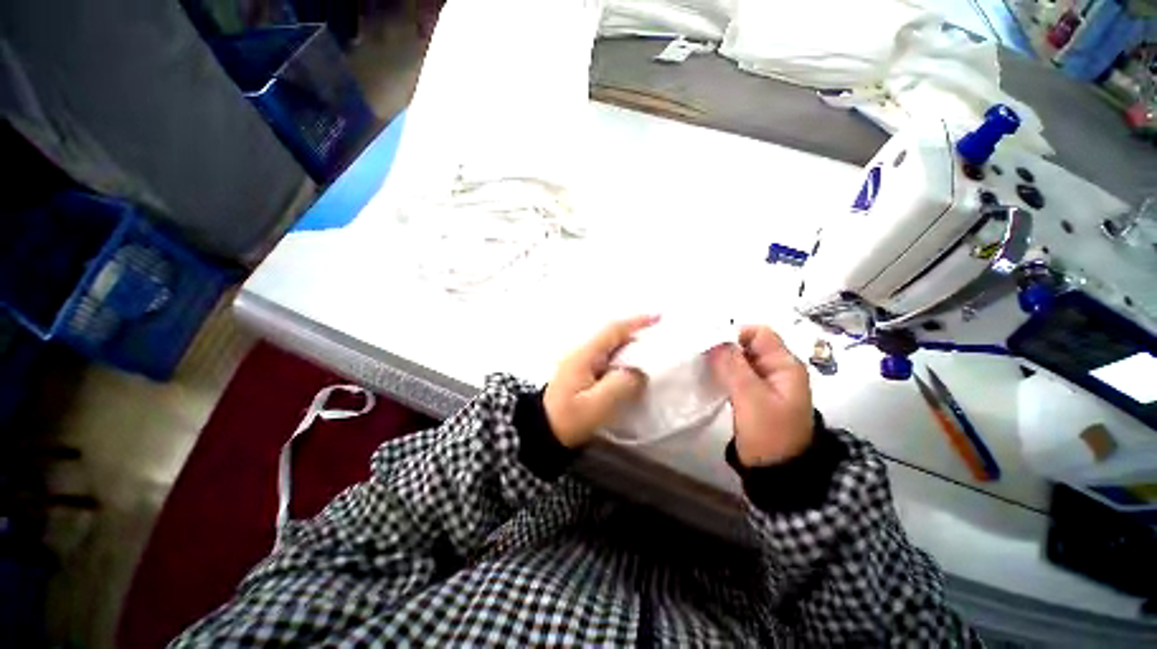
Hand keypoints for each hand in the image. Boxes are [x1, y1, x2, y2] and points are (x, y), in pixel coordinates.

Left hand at [544, 316, 657, 447]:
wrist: (541, 431)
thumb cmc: (567, 419)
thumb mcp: (596, 406)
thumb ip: (620, 386)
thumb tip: (639, 373)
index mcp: (585, 356)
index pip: (613, 331)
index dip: (636, 323)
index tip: (658, 318)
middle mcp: (583, 354)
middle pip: (613, 337)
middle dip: (636, 335)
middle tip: (660, 342)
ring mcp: (581, 364)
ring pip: (611, 349)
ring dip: (630, 349)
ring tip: (651, 358)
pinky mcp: (583, 374)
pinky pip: (608, 361)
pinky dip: (623, 362)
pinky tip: (632, 373)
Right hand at [709, 326, 813, 466]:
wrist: (778, 472)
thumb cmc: (769, 434)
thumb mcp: (751, 398)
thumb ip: (733, 367)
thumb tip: (713, 341)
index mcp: (784, 365)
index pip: (759, 333)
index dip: (735, 334)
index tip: (709, 345)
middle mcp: (776, 369)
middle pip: (747, 345)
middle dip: (724, 347)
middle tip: (699, 356)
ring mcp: (764, 383)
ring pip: (739, 360)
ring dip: (721, 361)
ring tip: (700, 366)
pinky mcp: (753, 395)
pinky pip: (736, 375)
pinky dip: (722, 373)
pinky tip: (708, 378)